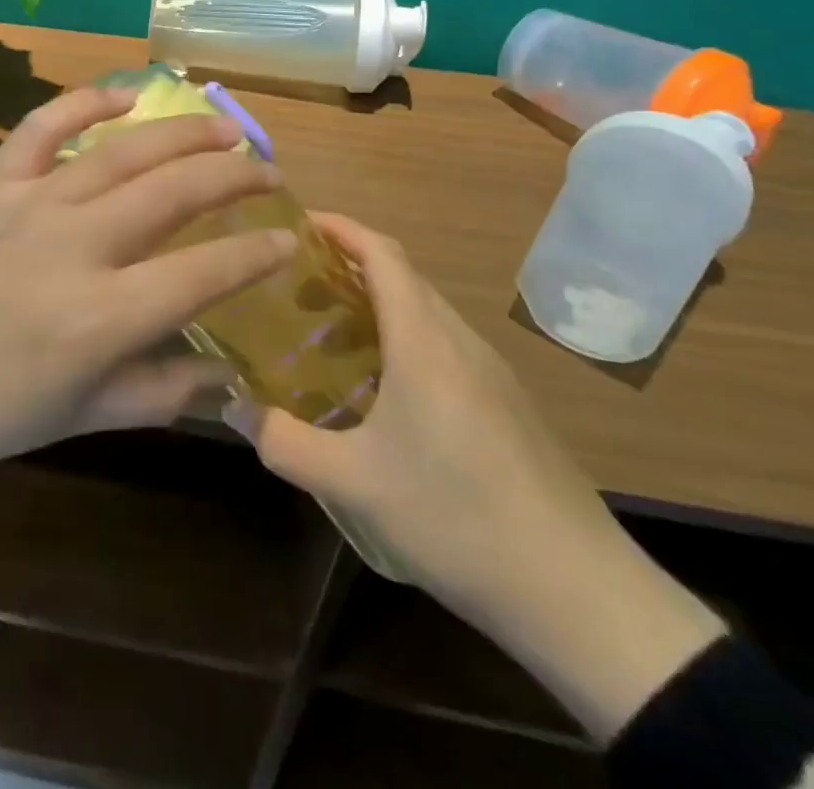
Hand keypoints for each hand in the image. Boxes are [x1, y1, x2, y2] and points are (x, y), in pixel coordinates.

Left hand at [0, 88, 295, 555]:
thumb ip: (157, 392)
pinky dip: (88, 102)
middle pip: (176, 192)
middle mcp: (76, 245)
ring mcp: (31, 202)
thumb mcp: (75, 419)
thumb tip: (226, 375)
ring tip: (225, 128)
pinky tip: (126, 96)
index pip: (204, 272)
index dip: (256, 253)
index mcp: (101, 317)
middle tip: (268, 171)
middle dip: (235, 175)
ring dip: (184, 133)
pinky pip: (45, 125)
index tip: (287, 238)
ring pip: (125, 150)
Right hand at [225, 214, 723, 743]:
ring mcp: (490, 372)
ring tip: (329, 333)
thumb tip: (234, 410)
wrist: (579, 591)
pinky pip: (444, 344)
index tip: (298, 222)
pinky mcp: (506, 404)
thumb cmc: (457, 517)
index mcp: (424, 340)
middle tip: (295, 286)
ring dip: (376, 304)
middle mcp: (459, 341)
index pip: (382, 253)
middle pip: (403, 276)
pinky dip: (403, 338)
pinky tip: (381, 388)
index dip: (340, 227)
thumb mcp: (354, 483)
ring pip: (425, 311)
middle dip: (348, 265)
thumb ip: (285, 442)